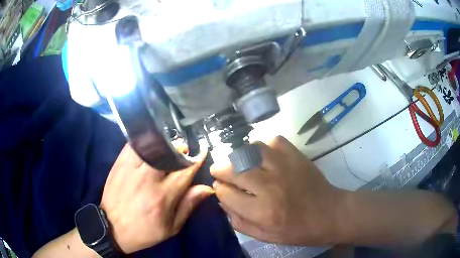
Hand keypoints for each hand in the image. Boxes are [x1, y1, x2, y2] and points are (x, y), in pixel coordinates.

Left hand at [100, 144, 213, 253]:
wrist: (112, 228)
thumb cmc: (144, 231)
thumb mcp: (171, 227)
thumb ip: (188, 206)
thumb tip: (206, 188)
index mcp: (163, 197)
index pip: (184, 171)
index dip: (196, 159)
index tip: (202, 152)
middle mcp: (147, 179)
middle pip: (168, 153)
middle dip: (180, 149)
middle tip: (183, 151)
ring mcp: (131, 169)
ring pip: (151, 146)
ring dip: (163, 144)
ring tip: (167, 147)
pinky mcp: (119, 164)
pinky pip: (133, 145)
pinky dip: (144, 142)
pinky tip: (149, 146)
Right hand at [211, 136, 344, 245]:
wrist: (328, 214)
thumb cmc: (297, 230)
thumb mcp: (265, 236)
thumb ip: (239, 222)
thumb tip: (222, 202)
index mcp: (262, 211)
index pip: (226, 193)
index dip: (219, 189)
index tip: (221, 188)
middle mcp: (270, 186)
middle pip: (233, 168)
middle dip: (220, 169)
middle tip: (220, 171)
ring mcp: (284, 167)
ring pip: (250, 150)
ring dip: (240, 156)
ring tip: (240, 163)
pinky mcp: (296, 156)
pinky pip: (273, 141)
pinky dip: (264, 146)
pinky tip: (264, 156)